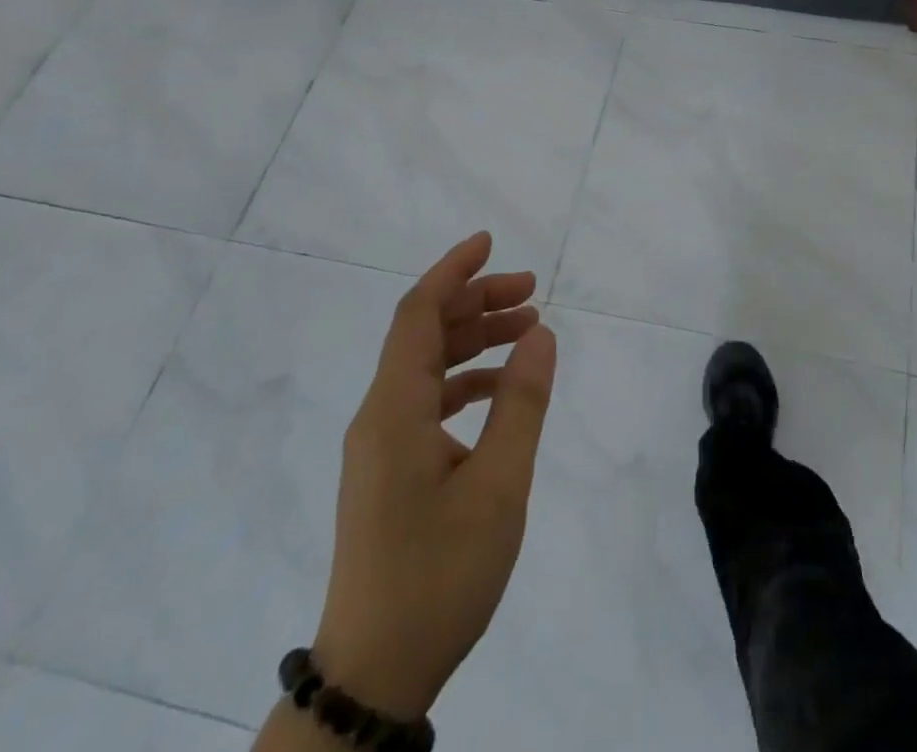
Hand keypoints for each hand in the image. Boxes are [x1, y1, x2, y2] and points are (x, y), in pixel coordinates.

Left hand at [310, 231, 555, 720]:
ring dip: (474, 340)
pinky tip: (502, 390)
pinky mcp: (387, 470)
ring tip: (528, 329)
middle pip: (424, 333)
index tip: (490, 242)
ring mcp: (379, 445)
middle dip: (476, 301)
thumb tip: (541, 333)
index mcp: (394, 410)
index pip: (418, 314)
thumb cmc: (439, 576)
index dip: (453, 270)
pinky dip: (465, 380)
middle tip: (532, 290)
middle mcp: (378, 416)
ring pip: (426, 366)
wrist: (375, 674)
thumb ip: (521, 402)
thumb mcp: (498, 485)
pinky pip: (425, 401)